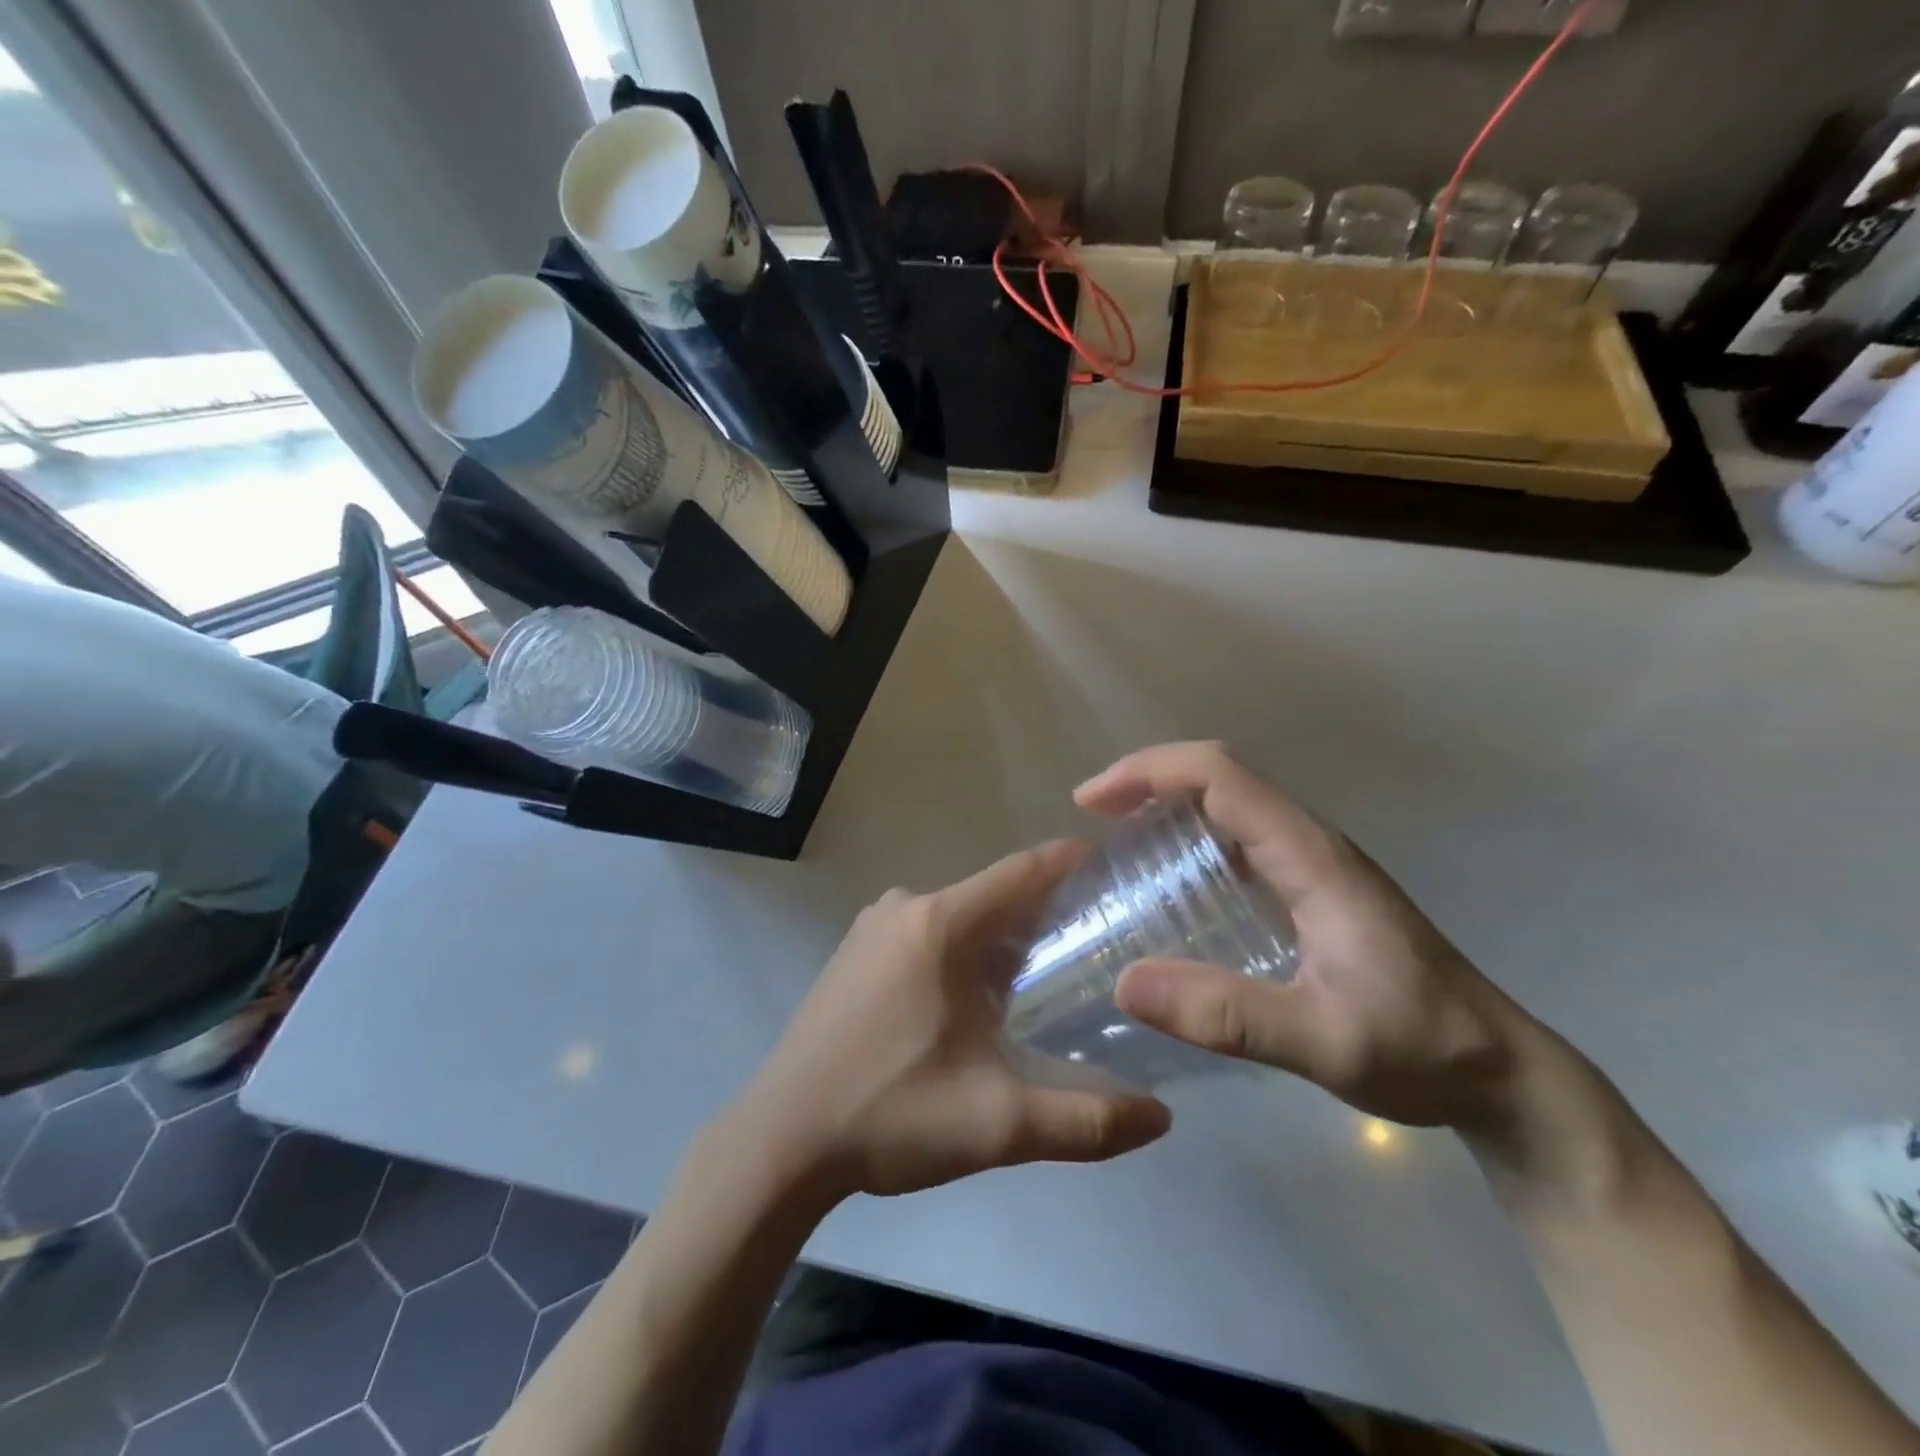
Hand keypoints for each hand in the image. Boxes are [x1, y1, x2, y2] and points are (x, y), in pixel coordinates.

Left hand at [731, 841, 1172, 1199]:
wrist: (779, 1143)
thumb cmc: (888, 1116)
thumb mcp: (998, 1123)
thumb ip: (1086, 1121)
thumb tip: (1161, 1118)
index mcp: (939, 924)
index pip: (1022, 871)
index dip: (1072, 862)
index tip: (1117, 865)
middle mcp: (905, 906)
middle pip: (993, 896)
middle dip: (1044, 915)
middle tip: (1097, 944)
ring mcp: (872, 927)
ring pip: (959, 917)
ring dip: (1001, 939)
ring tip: (1046, 978)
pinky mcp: (854, 952)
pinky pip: (926, 933)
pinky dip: (962, 952)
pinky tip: (975, 1000)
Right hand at [1082, 742, 1528, 1132]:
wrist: (1501, 1072)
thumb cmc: (1420, 1048)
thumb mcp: (1323, 1041)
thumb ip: (1228, 1015)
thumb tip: (1125, 983)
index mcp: (1310, 856)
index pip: (1222, 776)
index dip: (1151, 772)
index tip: (1092, 802)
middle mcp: (1309, 844)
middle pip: (1220, 776)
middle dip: (1148, 780)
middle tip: (1092, 818)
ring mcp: (1313, 865)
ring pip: (1229, 804)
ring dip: (1167, 805)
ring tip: (1114, 842)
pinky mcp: (1312, 889)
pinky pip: (1238, 839)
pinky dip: (1190, 838)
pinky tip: (1166, 886)